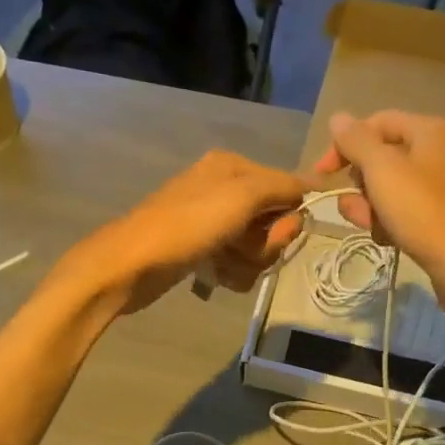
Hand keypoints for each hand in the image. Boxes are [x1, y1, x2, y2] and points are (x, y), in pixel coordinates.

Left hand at [56, 150, 310, 316]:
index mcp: (233, 167)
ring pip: (256, 247)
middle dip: (265, 244)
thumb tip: (313, 186)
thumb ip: (282, 187)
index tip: (279, 236)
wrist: (131, 265)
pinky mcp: (201, 249)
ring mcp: (211, 221)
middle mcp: (224, 189)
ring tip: (224, 267)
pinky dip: (231, 273)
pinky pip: (235, 262)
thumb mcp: (242, 196)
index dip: (288, 218)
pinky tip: (214, 277)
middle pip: (272, 221)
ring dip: (248, 264)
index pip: (287, 188)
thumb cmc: (188, 226)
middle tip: (244, 251)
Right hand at [313, 110, 444, 320]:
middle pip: (381, 157)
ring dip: (370, 208)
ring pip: (388, 188)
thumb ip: (356, 142)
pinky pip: (402, 211)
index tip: (322, 175)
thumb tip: (338, 118)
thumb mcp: (383, 170)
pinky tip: (388, 240)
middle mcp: (439, 152)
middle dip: (360, 184)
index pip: (376, 123)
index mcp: (430, 131)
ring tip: (373, 228)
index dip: (345, 144)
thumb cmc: (425, 212)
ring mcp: (440, 186)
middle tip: (357, 208)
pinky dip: (389, 223)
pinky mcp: (439, 216)